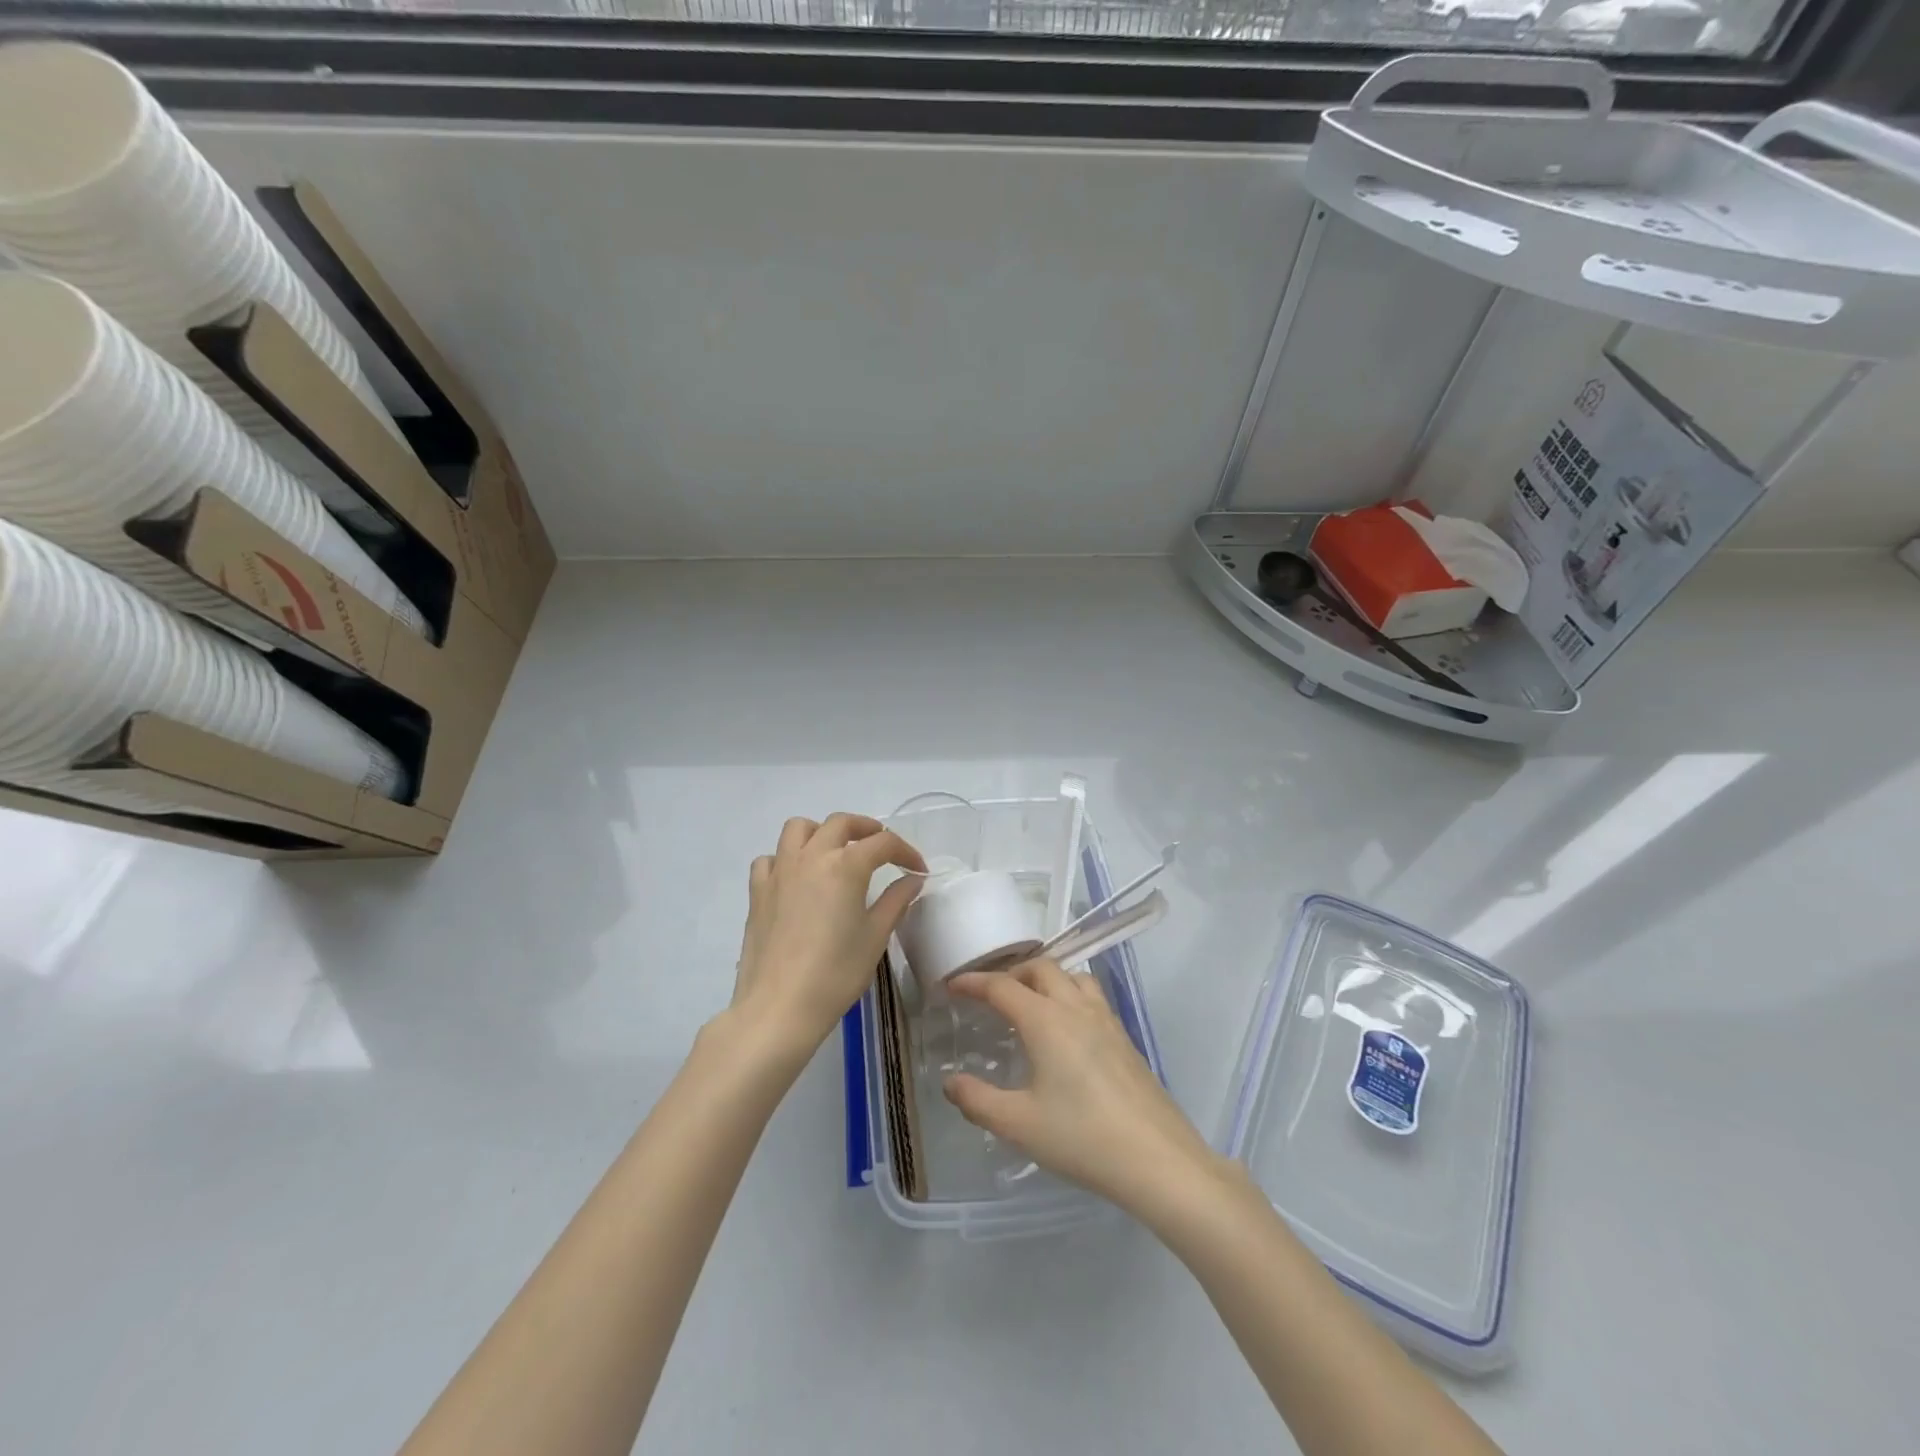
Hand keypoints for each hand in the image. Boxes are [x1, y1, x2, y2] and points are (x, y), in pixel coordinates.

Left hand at [728, 814, 925, 1054]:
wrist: (779, 1007)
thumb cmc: (836, 973)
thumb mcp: (875, 937)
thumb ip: (895, 901)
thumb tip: (912, 880)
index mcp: (845, 865)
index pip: (883, 843)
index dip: (905, 852)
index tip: (917, 870)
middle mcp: (811, 857)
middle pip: (840, 823)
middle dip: (866, 829)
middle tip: (882, 848)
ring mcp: (779, 871)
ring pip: (799, 829)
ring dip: (822, 832)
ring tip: (836, 851)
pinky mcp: (757, 891)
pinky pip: (770, 858)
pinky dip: (786, 858)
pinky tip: (797, 878)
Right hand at [941, 959, 1224, 1217]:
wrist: (1158, 1159)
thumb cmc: (1082, 1138)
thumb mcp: (1019, 1124)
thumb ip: (978, 1100)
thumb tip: (950, 1081)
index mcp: (1045, 1020)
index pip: (1002, 986)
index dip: (973, 982)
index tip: (951, 985)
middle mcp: (1076, 1008)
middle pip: (1041, 968)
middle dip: (1011, 973)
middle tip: (990, 996)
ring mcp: (1106, 1020)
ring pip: (1072, 976)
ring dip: (1045, 978)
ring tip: (1029, 1003)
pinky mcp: (1125, 1038)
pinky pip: (1091, 996)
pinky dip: (1069, 994)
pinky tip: (1066, 1029)